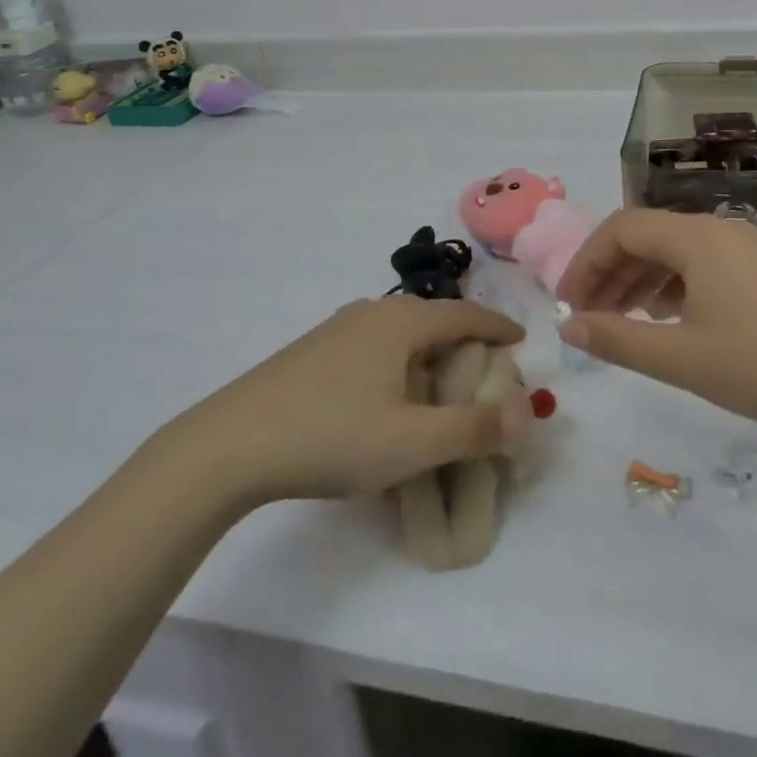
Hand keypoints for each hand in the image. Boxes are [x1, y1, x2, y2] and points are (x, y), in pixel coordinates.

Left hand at [179, 298, 526, 503]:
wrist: (232, 443)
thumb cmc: (332, 435)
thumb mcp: (412, 442)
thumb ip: (473, 429)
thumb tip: (524, 413)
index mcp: (402, 322)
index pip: (466, 314)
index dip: (498, 327)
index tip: (522, 341)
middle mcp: (372, 313)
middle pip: (433, 320)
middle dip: (465, 344)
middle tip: (486, 375)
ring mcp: (338, 329)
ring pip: (401, 333)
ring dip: (429, 355)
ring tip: (440, 389)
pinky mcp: (313, 350)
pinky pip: (374, 346)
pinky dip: (398, 364)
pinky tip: (387, 398)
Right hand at [557, 208, 756, 438]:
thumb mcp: (681, 358)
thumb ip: (617, 338)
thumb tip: (567, 325)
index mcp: (695, 236)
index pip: (621, 229)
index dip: (585, 262)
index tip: (567, 303)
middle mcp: (718, 228)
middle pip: (647, 236)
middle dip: (609, 273)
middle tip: (588, 317)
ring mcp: (746, 246)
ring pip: (675, 251)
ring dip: (639, 280)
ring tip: (622, 321)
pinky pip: (703, 265)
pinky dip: (673, 286)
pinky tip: (669, 319)